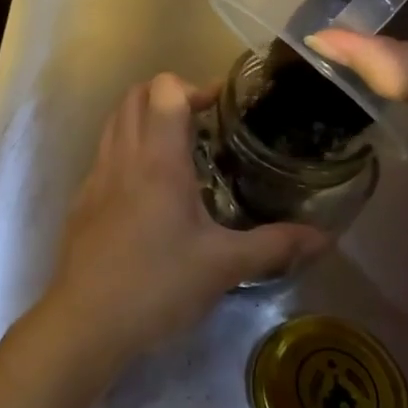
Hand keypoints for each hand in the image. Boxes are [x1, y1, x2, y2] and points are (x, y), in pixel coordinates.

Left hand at [36, 74, 328, 368]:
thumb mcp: (224, 266)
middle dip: (168, 95)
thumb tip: (324, 237)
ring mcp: (97, 174)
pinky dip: (128, 146)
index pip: (164, 90)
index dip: (193, 87)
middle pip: (136, 95)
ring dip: (145, 116)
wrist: (86, 319)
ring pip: (116, 120)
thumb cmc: (158, 285)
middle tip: (202, 120)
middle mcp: (123, 155)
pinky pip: (106, 151)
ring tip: (179, 147)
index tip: (221, 106)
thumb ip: (275, 245)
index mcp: (158, 159)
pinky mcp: (83, 196)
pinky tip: (149, 186)